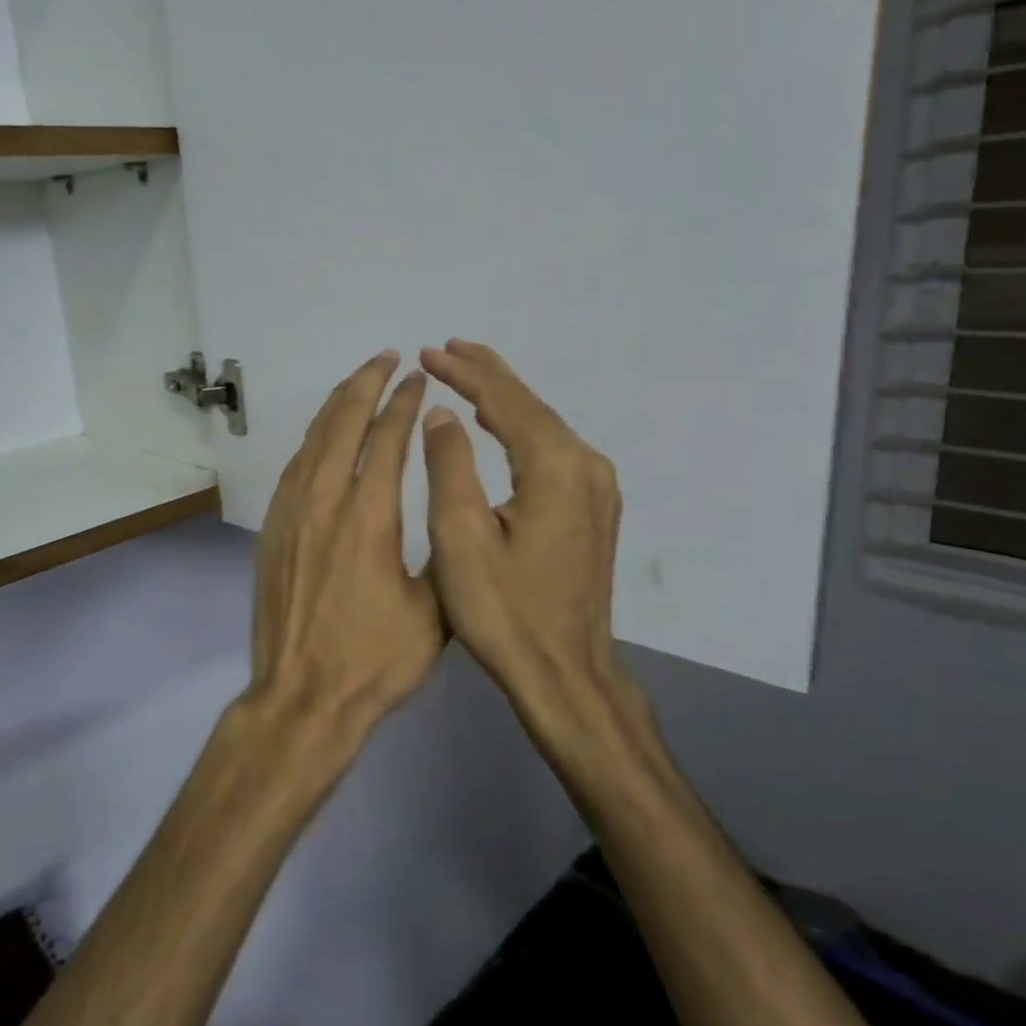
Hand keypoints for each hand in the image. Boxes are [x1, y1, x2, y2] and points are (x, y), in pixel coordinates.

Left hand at [244, 350, 444, 763]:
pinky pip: (294, 467)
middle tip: (386, 358)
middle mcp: (324, 503)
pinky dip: (313, 439)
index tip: (417, 377)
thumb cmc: (375, 662)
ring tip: (357, 381)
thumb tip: (451, 513)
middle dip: (366, 384)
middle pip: (342, 423)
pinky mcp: (273, 531)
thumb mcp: (435, 612)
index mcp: (368, 518)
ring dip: (336, 404)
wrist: (302, 699)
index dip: (403, 403)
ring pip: (312, 440)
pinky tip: (324, 436)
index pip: (387, 439)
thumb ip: (443, 553)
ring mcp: (291, 515)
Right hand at [419, 340, 652, 766]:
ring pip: (544, 427)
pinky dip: (521, 429)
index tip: (428, 352)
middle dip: (486, 375)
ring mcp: (597, 489)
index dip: (465, 373)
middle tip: (445, 349)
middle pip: (530, 405)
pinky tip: (503, 426)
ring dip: (504, 400)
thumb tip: (443, 414)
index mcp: (555, 467)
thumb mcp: (460, 537)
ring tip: (467, 374)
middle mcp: (586, 466)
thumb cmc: (504, 612)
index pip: (505, 401)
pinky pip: (553, 451)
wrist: (566, 675)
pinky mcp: (595, 510)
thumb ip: (450, 465)